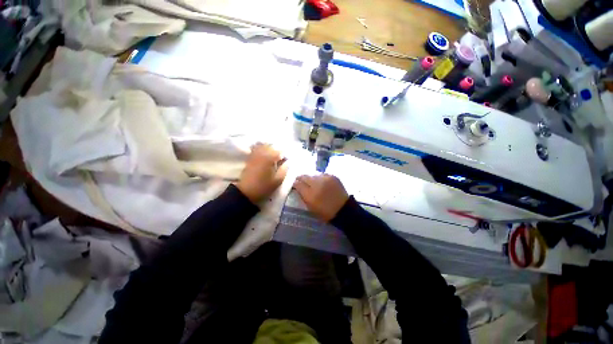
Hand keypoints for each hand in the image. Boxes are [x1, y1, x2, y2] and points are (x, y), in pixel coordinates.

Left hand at [236, 143, 287, 203]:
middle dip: (277, 151)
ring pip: (263, 145)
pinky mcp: (250, 158)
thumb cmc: (264, 186)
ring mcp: (254, 154)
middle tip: (281, 159)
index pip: (281, 151)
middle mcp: (262, 153)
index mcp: (270, 158)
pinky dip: (261, 148)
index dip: (285, 156)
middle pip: (272, 146)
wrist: (246, 192)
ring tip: (273, 156)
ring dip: (269, 149)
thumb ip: (285, 169)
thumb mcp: (278, 180)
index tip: (287, 161)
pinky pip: (256, 148)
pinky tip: (264, 155)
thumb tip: (288, 162)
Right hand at [293, 174, 348, 221]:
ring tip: (313, 182)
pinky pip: (322, 174)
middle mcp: (316, 184)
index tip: (295, 184)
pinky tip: (322, 182)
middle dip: (301, 178)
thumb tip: (298, 187)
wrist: (343, 209)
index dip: (295, 183)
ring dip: (311, 178)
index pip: (298, 184)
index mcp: (310, 195)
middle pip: (304, 176)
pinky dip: (320, 178)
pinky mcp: (332, 176)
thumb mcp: (311, 207)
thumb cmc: (325, 212)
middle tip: (301, 181)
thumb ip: (303, 196)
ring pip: (313, 174)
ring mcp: (325, 179)